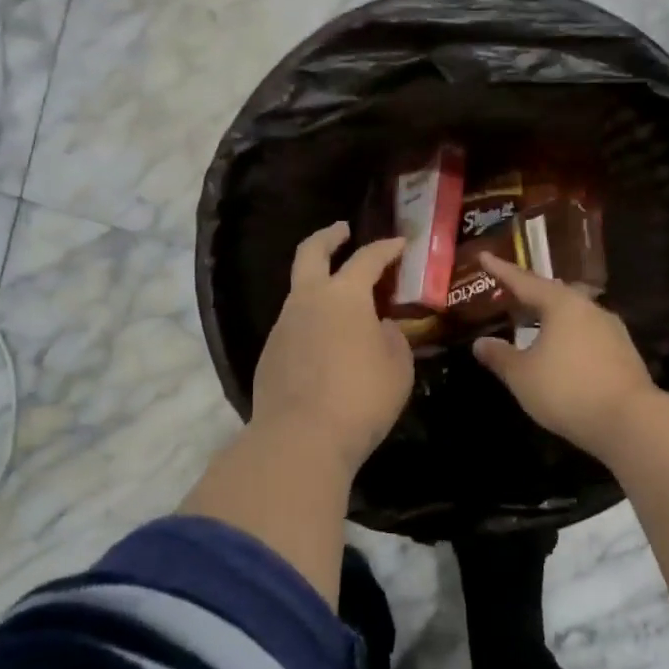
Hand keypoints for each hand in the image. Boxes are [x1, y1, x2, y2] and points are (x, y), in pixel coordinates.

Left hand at [252, 223, 411, 469]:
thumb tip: (379, 326)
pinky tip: (324, 344)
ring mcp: (282, 326)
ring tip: (341, 301)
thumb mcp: (397, 366)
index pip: (367, 259)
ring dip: (318, 285)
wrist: (301, 438)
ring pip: (298, 292)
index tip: (399, 243)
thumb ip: (391, 337)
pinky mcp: (269, 354)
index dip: (386, 248)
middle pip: (310, 252)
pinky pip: (292, 326)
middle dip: (328, 237)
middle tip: (342, 231)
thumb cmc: (361, 397)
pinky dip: (310, 322)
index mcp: (343, 295)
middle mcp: (306, 300)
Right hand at [471, 252, 655, 456]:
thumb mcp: (522, 375)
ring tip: (534, 324)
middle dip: (531, 293)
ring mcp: (612, 330)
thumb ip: (500, 356)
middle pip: (555, 294)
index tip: (485, 256)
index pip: (525, 281)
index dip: (501, 270)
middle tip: (511, 293)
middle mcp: (590, 309)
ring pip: (575, 315)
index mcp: (562, 305)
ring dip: (552, 317)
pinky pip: (588, 335)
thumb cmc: (566, 390)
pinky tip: (562, 352)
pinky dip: (569, 337)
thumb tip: (481, 343)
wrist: (629, 421)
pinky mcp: (624, 353)